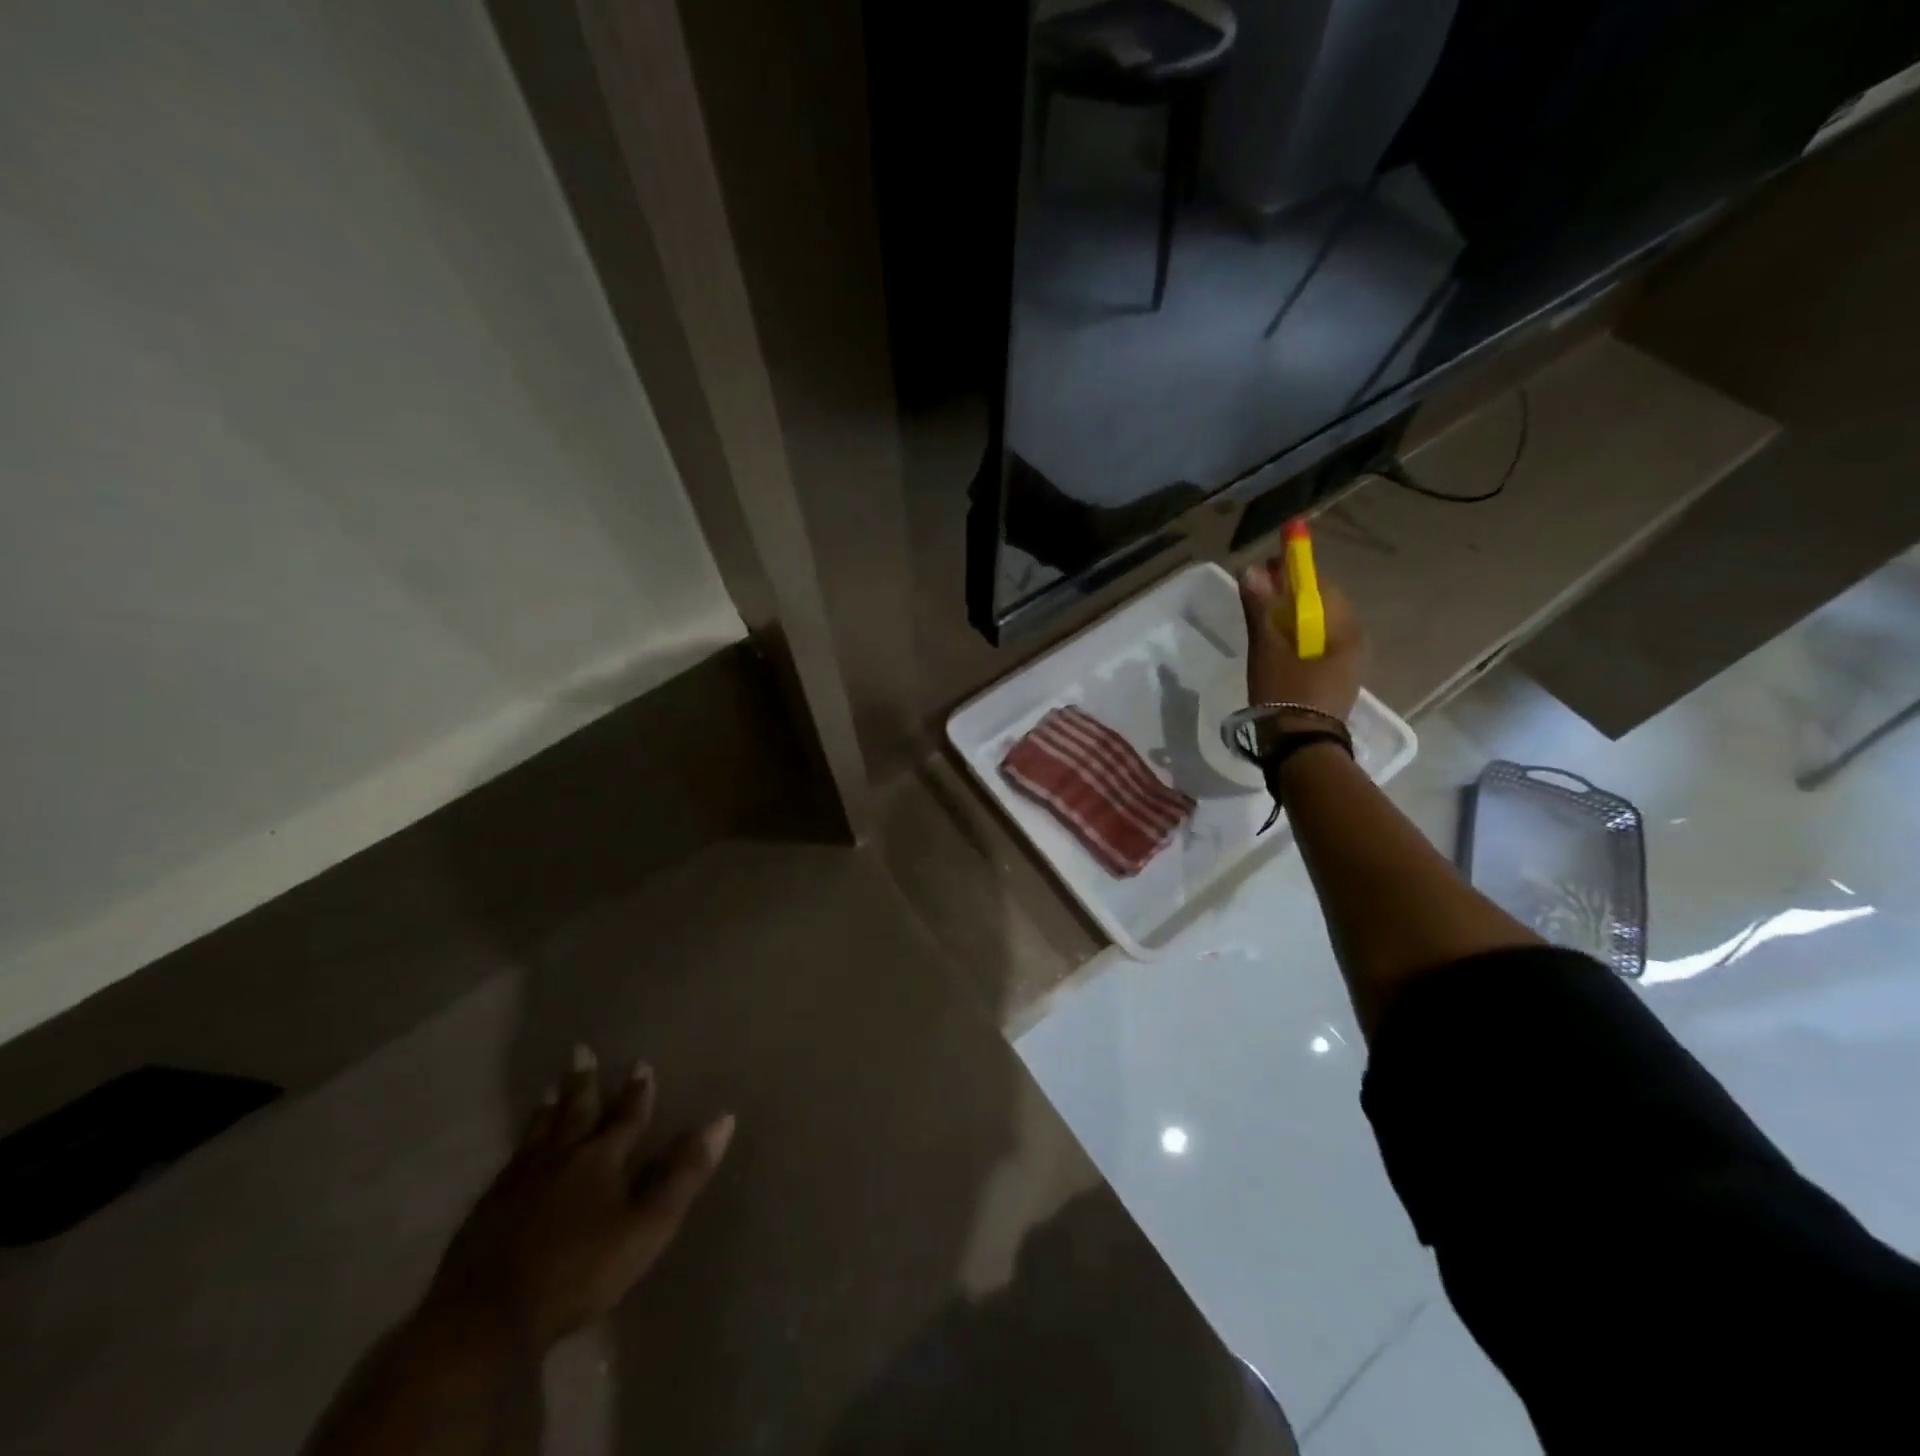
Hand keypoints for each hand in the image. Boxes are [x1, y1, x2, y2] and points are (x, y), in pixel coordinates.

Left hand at [426, 1047, 734, 1349]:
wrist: (484, 1319)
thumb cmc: (579, 1272)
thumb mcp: (647, 1226)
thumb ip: (684, 1173)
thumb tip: (723, 1119)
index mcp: (602, 1159)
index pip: (626, 1117)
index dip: (637, 1092)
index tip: (640, 1064)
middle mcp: (561, 1157)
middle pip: (576, 1112)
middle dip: (585, 1083)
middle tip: (582, 1052)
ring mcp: (519, 1181)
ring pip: (539, 1132)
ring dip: (549, 1108)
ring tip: (550, 1087)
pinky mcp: (487, 1208)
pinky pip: (510, 1161)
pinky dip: (520, 1144)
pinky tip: (517, 1149)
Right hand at [1239, 556, 1364, 723]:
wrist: (1299, 749)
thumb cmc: (1286, 694)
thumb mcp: (1267, 649)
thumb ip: (1260, 608)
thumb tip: (1251, 570)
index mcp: (1346, 630)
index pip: (1320, 585)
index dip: (1292, 572)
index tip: (1264, 570)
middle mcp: (1355, 642)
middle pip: (1321, 606)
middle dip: (1290, 596)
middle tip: (1258, 596)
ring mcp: (1348, 665)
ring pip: (1318, 628)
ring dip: (1292, 619)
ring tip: (1262, 622)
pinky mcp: (1335, 682)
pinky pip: (1317, 647)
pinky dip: (1297, 639)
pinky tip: (1277, 648)